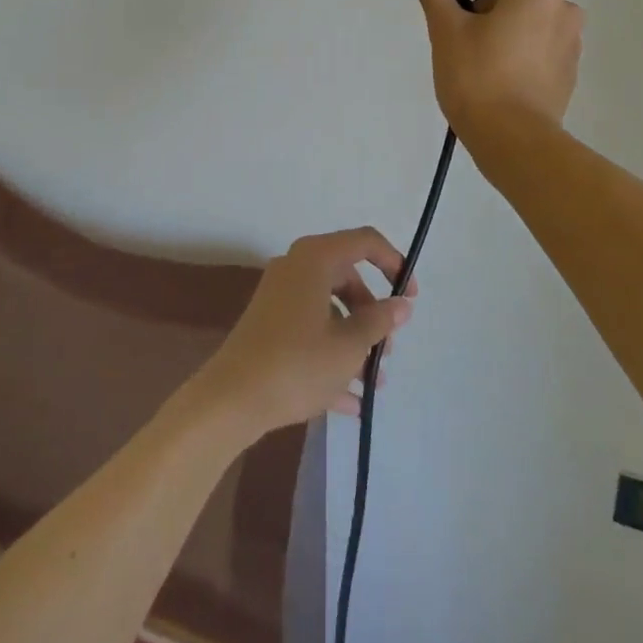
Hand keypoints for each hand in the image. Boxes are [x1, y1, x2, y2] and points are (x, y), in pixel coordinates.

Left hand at [187, 228, 414, 443]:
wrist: (231, 399)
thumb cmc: (297, 363)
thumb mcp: (349, 345)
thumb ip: (380, 321)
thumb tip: (401, 304)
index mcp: (315, 258)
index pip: (365, 241)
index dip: (394, 263)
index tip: (410, 297)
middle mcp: (295, 268)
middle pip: (347, 278)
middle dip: (373, 314)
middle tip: (388, 350)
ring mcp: (279, 297)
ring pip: (329, 309)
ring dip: (355, 341)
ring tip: (373, 383)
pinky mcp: (268, 325)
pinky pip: (310, 331)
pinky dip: (330, 356)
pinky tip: (350, 401)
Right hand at [417, 0, 584, 143]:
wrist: (513, 139)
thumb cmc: (476, 77)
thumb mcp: (445, 30)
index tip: (447, 9)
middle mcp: (563, 8)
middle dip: (484, 9)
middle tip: (459, 40)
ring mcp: (571, 41)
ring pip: (526, 21)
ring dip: (502, 31)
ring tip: (478, 63)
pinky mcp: (570, 71)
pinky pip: (538, 48)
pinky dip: (518, 54)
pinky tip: (498, 80)